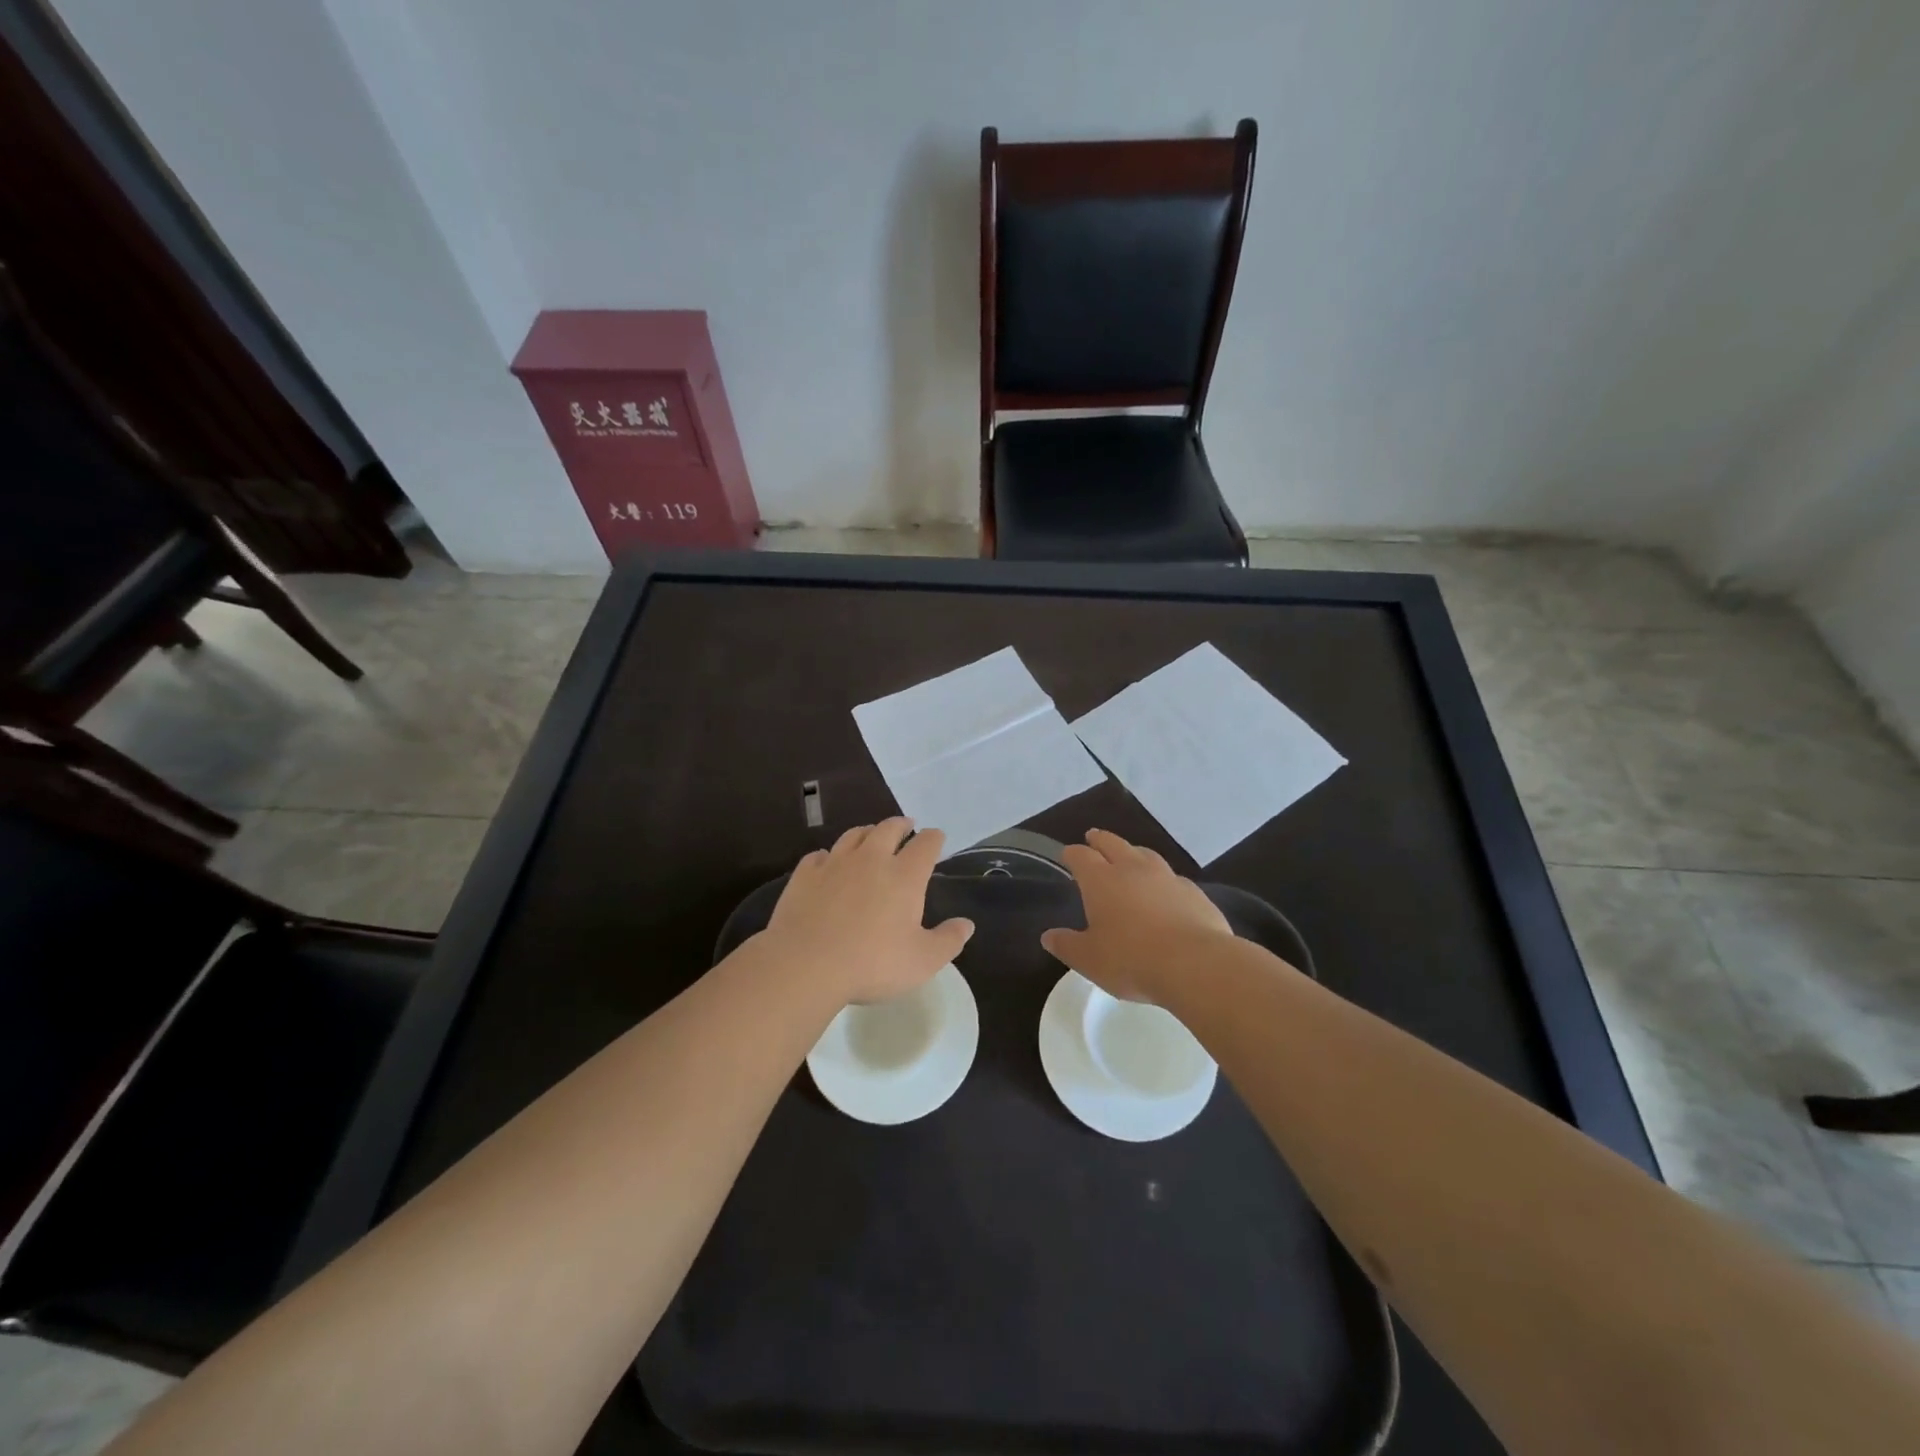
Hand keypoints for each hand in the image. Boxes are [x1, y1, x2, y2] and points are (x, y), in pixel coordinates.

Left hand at [761, 818, 973, 1006]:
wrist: (805, 964)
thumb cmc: (872, 963)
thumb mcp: (922, 961)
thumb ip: (948, 940)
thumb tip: (966, 924)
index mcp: (904, 875)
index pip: (926, 844)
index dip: (934, 838)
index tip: (937, 838)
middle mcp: (871, 859)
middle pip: (888, 829)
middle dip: (901, 825)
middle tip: (906, 826)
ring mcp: (835, 863)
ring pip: (854, 835)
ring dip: (867, 832)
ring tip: (871, 835)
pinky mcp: (805, 875)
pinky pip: (819, 855)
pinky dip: (829, 855)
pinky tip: (827, 862)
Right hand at [1041, 829, 1234, 1003]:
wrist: (1195, 964)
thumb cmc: (1131, 959)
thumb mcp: (1089, 960)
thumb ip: (1067, 945)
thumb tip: (1048, 936)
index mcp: (1101, 880)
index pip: (1081, 856)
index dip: (1072, 854)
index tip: (1068, 854)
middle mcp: (1133, 869)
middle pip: (1113, 843)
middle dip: (1100, 840)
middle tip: (1093, 837)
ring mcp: (1167, 877)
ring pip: (1146, 854)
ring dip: (1134, 852)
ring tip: (1130, 856)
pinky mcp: (1194, 892)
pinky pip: (1172, 877)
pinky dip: (1162, 879)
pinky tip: (1165, 890)